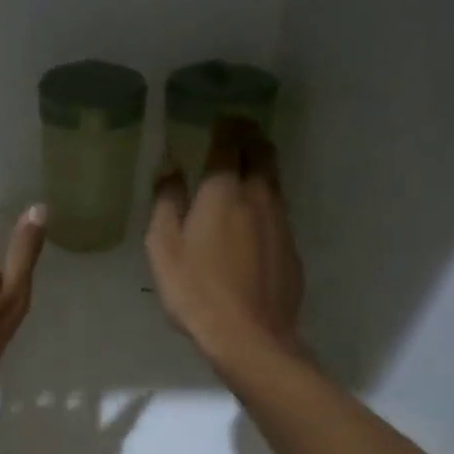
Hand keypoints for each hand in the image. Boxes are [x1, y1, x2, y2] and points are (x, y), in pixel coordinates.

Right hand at [145, 116, 303, 374]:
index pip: (229, 144)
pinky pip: (278, 209)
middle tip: (238, 130)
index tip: (222, 116)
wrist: (250, 337)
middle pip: (262, 153)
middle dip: (250, 136)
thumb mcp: (163, 246)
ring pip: (274, 179)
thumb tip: (170, 167)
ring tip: (248, 162)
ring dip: (262, 164)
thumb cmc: (195, 290)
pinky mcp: (290, 247)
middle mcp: (257, 197)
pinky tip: (254, 213)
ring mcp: (280, 222)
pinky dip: (266, 197)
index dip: (227, 126)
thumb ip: (166, 202)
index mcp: (223, 192)